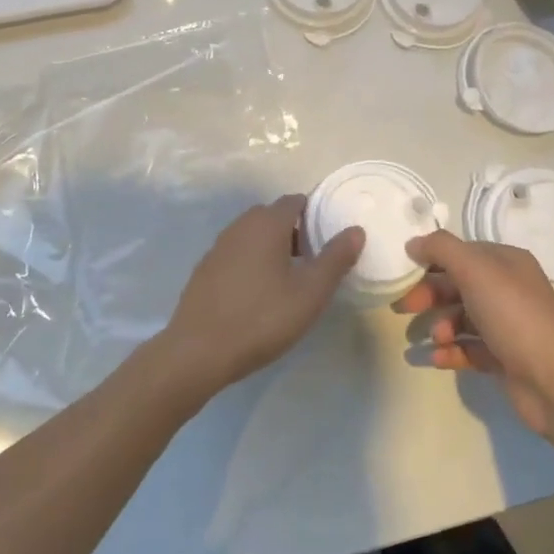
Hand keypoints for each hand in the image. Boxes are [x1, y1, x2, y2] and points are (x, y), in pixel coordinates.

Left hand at [153, 195, 363, 401]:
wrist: (198, 351)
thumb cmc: (261, 318)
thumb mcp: (310, 293)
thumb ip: (335, 259)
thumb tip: (355, 230)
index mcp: (266, 224)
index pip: (295, 201)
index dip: (316, 214)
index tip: (332, 237)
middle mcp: (240, 226)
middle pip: (274, 216)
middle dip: (297, 231)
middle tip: (316, 260)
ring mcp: (218, 247)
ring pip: (254, 235)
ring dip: (274, 247)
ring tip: (292, 278)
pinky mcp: (205, 269)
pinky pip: (237, 253)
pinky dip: (253, 261)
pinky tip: (260, 293)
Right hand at [398, 231, 553, 440]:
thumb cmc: (513, 315)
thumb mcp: (474, 269)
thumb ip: (441, 249)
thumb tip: (413, 242)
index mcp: (506, 262)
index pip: (462, 253)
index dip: (431, 261)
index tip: (403, 273)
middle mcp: (509, 289)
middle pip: (458, 285)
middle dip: (429, 295)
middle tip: (403, 308)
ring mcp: (508, 326)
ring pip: (462, 318)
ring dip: (440, 326)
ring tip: (432, 338)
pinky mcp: (505, 359)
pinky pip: (469, 349)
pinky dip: (450, 352)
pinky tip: (434, 358)